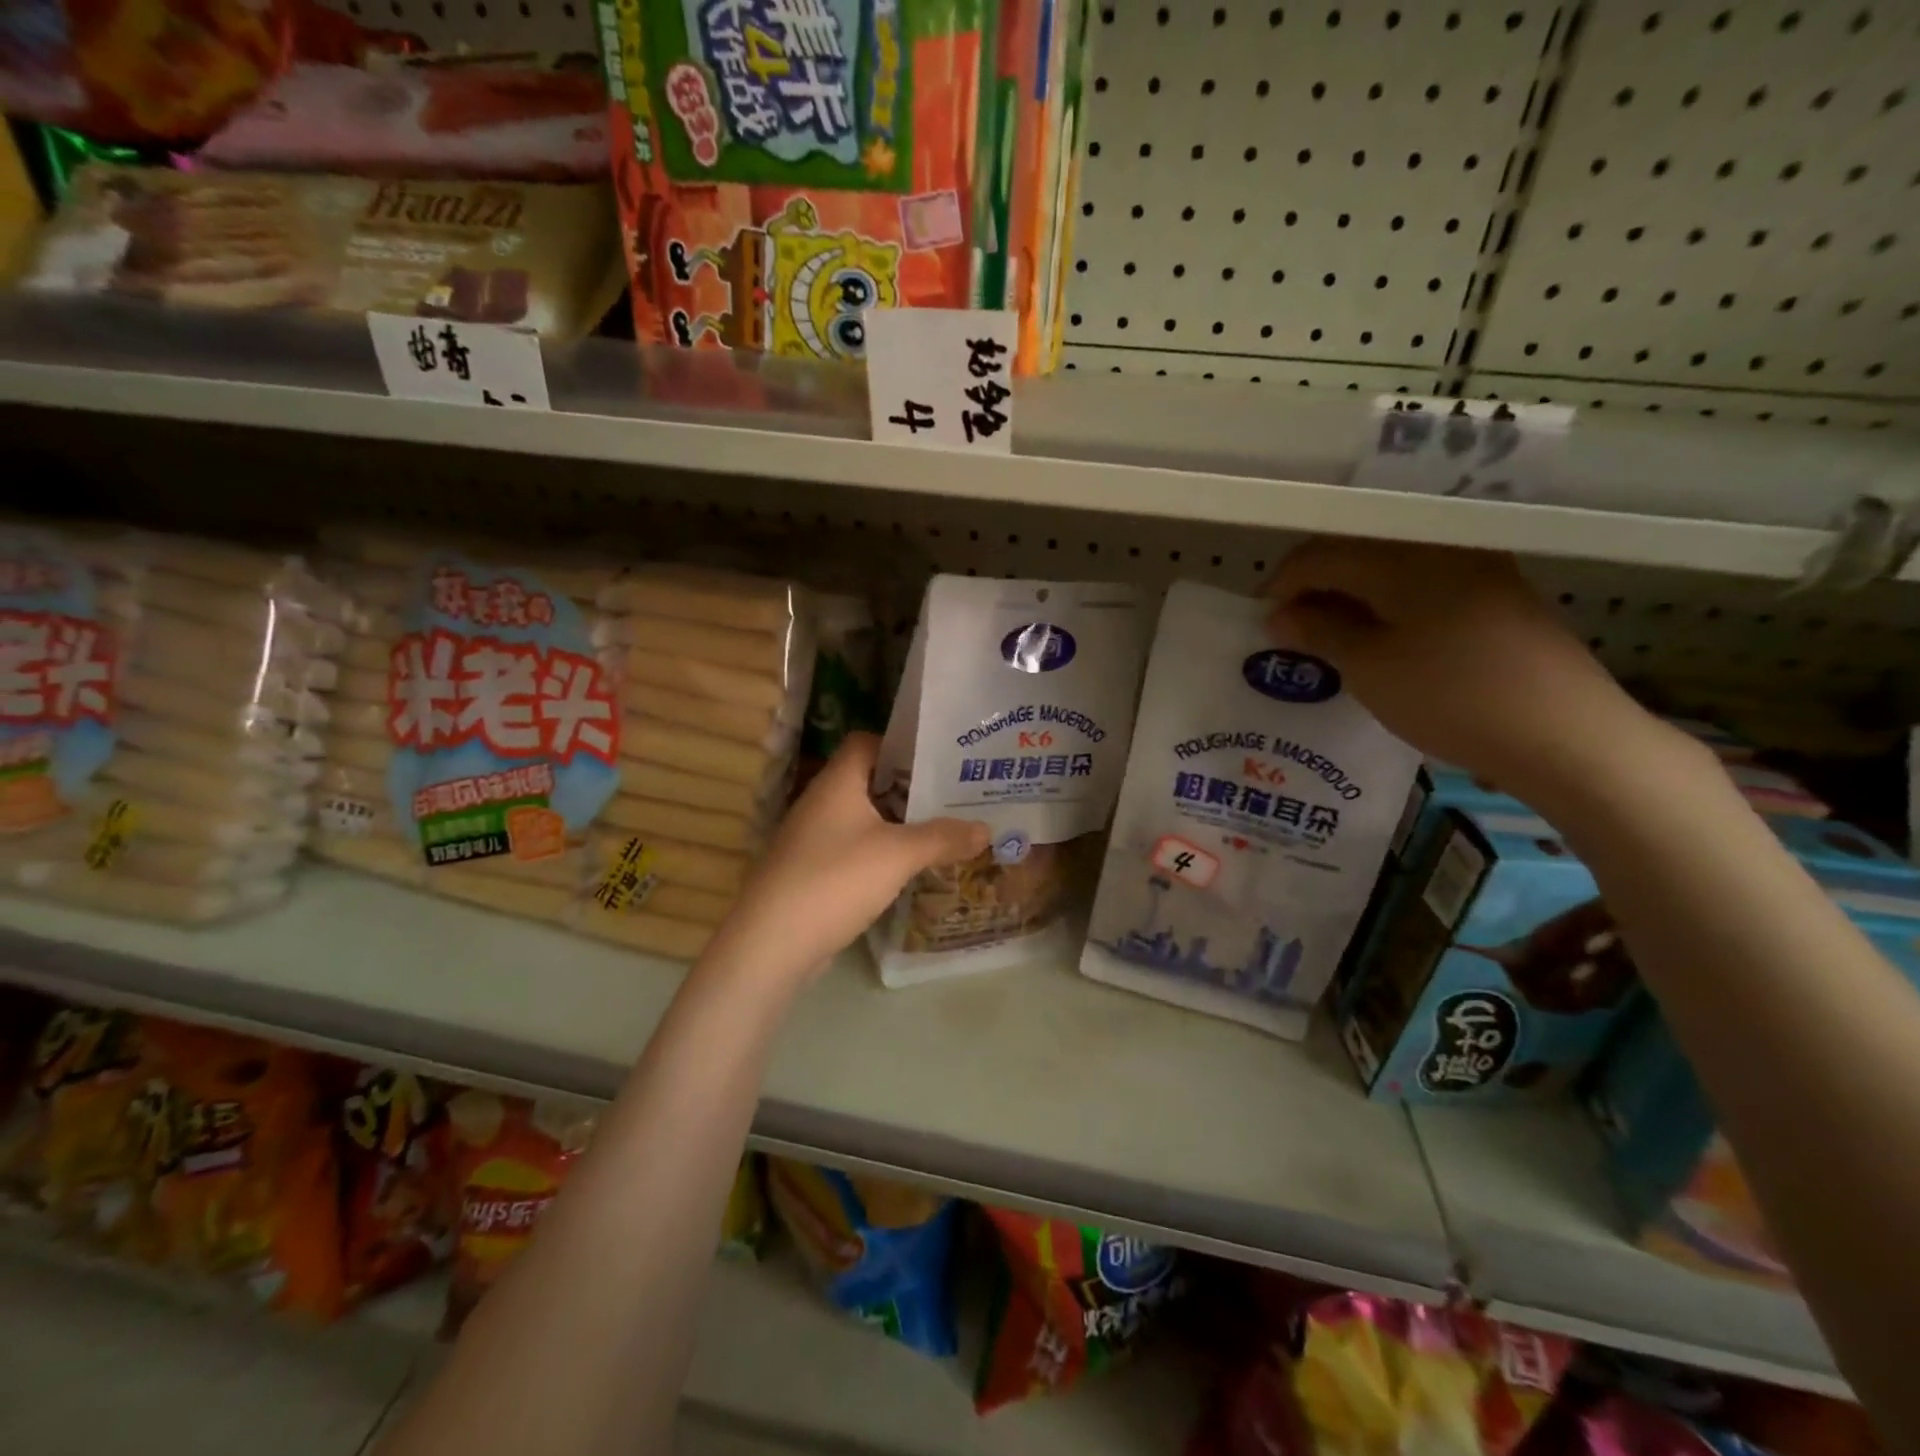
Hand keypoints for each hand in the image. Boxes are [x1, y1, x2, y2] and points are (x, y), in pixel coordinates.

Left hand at [715, 733, 989, 980]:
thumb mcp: (899, 855)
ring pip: (864, 817)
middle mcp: (822, 802)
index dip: (902, 744)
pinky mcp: (813, 870)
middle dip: (911, 787)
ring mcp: (814, 838)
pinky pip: (855, 847)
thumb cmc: (836, 880)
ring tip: (943, 828)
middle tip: (955, 794)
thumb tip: (986, 829)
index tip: (941, 758)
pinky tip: (910, 866)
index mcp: (837, 782)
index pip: (867, 741)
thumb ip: (943, 838)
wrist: (772, 943)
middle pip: (870, 780)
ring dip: (899, 822)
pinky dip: (882, 851)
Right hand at [1265, 538, 1659, 804]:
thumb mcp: (1370, 668)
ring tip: (1328, 640)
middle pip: (1356, 555)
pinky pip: (1422, 588)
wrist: (1565, 734)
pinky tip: (1379, 642)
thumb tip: (1279, 614)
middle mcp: (1439, 550)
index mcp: (1402, 558)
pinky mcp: (1497, 597)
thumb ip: (1319, 632)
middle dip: (1314, 589)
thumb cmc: (1452, 697)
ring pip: (1389, 572)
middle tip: (1289, 631)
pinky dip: (1387, 608)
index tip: (1260, 620)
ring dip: (1350, 600)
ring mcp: (1475, 571)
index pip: (1321, 554)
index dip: (1282, 584)